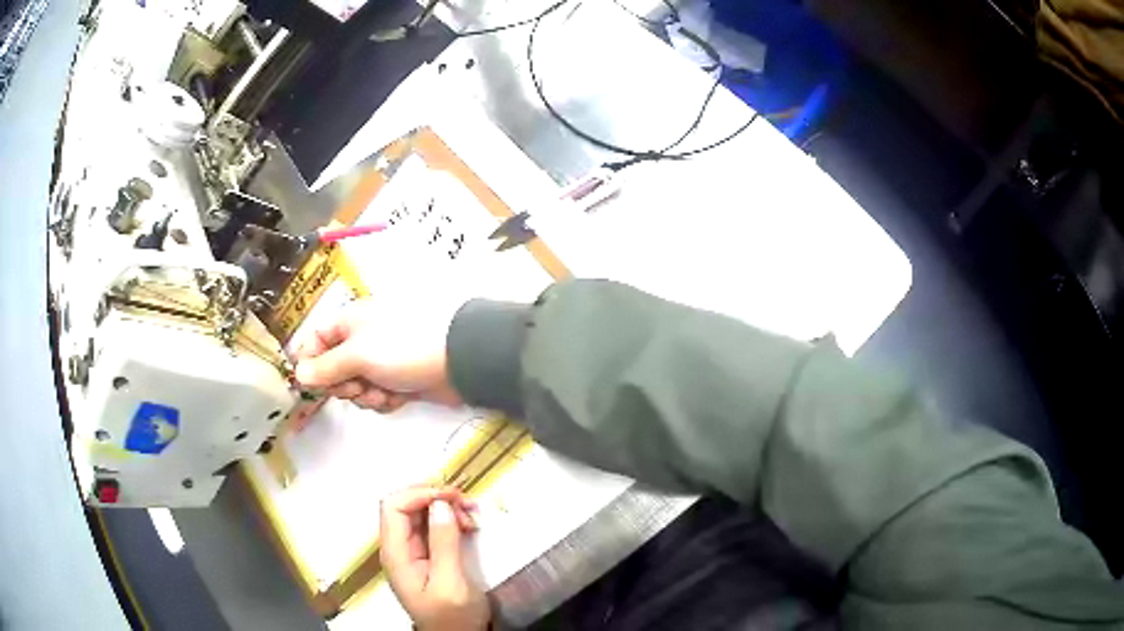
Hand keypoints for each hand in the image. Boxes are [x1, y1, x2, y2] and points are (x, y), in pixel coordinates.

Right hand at [293, 299, 462, 409]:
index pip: (316, 340)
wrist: (458, 362)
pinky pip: (377, 395)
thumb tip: (300, 373)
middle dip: (342, 384)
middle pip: (334, 368)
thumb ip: (326, 367)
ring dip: (365, 395)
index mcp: (350, 322)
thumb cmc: (404, 348)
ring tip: (381, 392)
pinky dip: (384, 400)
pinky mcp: (399, 380)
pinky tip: (396, 397)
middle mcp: (363, 339)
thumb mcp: (358, 354)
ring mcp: (382, 361)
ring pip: (356, 386)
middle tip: (355, 386)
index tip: (312, 384)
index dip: (310, 363)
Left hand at [380, 486, 489, 630]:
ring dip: (446, 507)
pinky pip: (433, 525)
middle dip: (435, 498)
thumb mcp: (451, 583)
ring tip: (471, 517)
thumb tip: (440, 504)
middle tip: (466, 505)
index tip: (451, 497)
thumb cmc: (453, 617)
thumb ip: (443, 543)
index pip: (393, 506)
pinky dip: (450, 519)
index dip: (419, 494)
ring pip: (421, 512)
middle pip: (405, 505)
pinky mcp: (427, 554)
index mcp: (396, 554)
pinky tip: (468, 525)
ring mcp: (412, 550)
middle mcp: (399, 547)